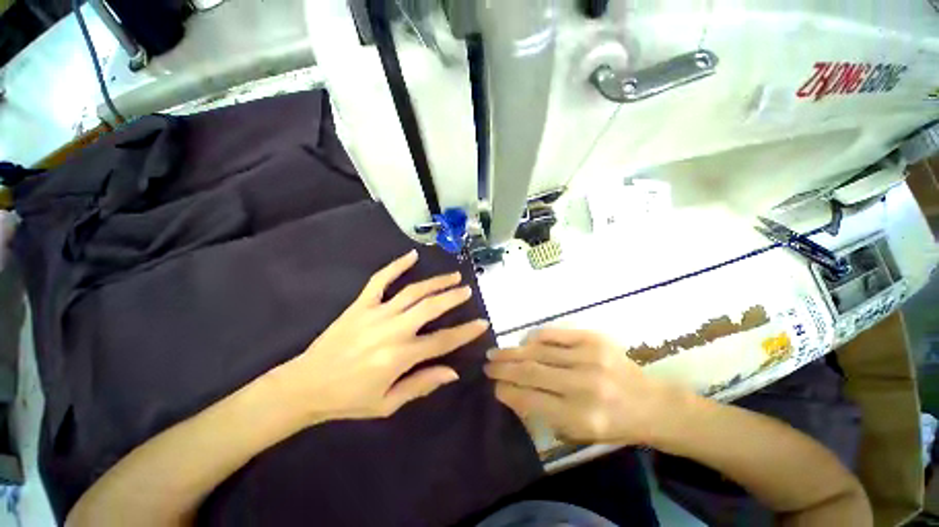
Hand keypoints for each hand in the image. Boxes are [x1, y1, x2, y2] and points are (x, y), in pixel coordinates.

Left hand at [282, 250, 488, 421]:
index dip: (465, 332)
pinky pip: (380, 280)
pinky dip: (396, 266)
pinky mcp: (360, 304)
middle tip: (467, 290)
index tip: (482, 323)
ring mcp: (376, 313)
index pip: (442, 341)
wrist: (305, 386)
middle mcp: (392, 330)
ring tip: (452, 276)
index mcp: (400, 356)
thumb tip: (452, 372)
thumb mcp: (387, 404)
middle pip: (430, 308)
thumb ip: (422, 384)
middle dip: (452, 297)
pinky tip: (411, 256)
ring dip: (435, 282)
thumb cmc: (348, 399)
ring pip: (413, 292)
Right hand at [485, 328, 674, 444]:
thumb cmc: (614, 425)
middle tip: (486, 364)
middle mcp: (584, 386)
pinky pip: (556, 334)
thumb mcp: (579, 432)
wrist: (653, 404)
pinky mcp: (595, 339)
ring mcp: (590, 358)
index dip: (506, 390)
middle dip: (503, 367)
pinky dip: (536, 337)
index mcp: (581, 417)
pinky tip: (524, 341)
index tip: (492, 385)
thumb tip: (511, 390)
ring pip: (539, 351)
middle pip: (531, 371)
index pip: (531, 399)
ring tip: (496, 352)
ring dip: (513, 351)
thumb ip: (544, 412)